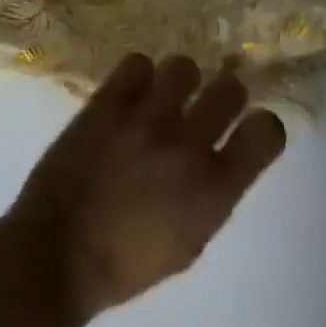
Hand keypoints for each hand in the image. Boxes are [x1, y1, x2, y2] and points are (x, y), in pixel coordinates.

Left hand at [3, 55, 287, 324]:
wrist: (58, 252)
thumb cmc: (126, 263)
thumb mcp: (189, 242)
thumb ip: (212, 194)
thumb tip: (217, 157)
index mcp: (214, 189)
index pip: (267, 131)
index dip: (263, 126)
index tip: (249, 129)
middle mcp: (188, 144)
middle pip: (231, 88)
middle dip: (225, 95)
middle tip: (206, 107)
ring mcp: (146, 117)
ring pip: (184, 66)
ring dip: (180, 82)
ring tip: (164, 96)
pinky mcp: (109, 101)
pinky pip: (137, 62)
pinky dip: (138, 76)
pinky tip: (130, 93)